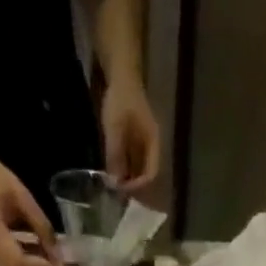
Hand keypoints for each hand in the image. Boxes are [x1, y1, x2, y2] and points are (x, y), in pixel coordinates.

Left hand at [100, 79, 161, 194]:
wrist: (120, 73)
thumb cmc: (120, 99)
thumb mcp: (115, 128)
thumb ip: (115, 155)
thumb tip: (114, 183)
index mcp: (153, 144)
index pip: (151, 173)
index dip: (139, 185)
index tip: (123, 190)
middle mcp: (151, 146)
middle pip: (145, 173)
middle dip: (132, 185)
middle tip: (116, 192)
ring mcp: (143, 142)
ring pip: (138, 167)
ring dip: (127, 177)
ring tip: (113, 184)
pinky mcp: (134, 138)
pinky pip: (131, 159)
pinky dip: (123, 167)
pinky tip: (112, 170)